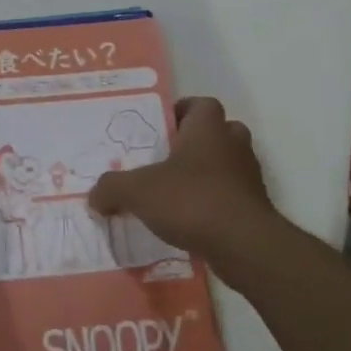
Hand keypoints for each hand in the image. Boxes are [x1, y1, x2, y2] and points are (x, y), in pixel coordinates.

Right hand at [88, 97, 277, 262]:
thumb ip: (112, 188)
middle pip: (218, 132)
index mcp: (208, 128)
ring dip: (207, 174)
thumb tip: (95, 196)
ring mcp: (249, 177)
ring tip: (176, 193)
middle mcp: (233, 145)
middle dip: (196, 143)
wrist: (244, 245)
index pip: (201, 104)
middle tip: (168, 160)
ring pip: (228, 165)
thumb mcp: (138, 191)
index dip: (183, 112)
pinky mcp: (255, 208)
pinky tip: (191, 221)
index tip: (162, 129)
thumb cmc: (192, 200)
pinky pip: (232, 196)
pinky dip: (215, 203)